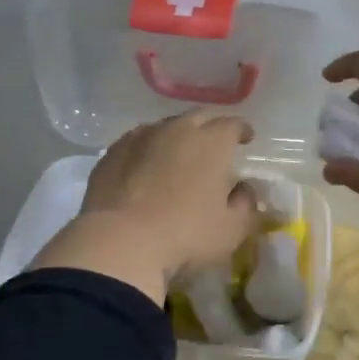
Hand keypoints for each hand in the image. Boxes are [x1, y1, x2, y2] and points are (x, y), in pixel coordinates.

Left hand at [30, 112, 257, 302]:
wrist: (119, 242)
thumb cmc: (185, 235)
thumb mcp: (231, 230)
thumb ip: (245, 205)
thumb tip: (243, 190)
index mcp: (211, 142)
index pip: (232, 125)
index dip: (242, 130)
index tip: (246, 139)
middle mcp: (176, 130)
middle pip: (198, 117)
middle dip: (210, 127)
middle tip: (214, 144)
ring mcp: (140, 137)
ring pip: (165, 127)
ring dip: (177, 137)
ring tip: (178, 155)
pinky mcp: (112, 153)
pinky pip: (137, 143)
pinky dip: (147, 150)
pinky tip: (145, 167)